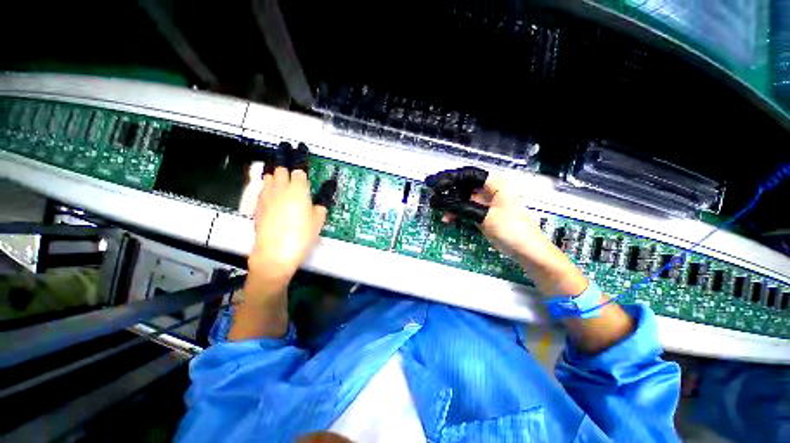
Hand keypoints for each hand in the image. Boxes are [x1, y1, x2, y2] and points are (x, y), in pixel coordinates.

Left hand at [247, 142, 335, 300]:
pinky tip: (271, 189)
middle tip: (285, 149)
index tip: (300, 146)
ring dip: (275, 169)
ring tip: (279, 168)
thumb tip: (328, 188)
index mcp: (298, 189)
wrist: (274, 253)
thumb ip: (322, 201)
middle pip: (280, 167)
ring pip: (269, 176)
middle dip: (283, 156)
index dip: (300, 155)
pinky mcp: (258, 205)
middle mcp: (280, 188)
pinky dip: (268, 184)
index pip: (299, 167)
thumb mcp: (318, 219)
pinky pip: (263, 189)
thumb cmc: (301, 235)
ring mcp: (266, 196)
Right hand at [425, 167, 550, 264]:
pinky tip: (447, 219)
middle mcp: (491, 190)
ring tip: (437, 209)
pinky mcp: (484, 214)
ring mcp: (487, 203)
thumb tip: (440, 202)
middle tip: (432, 194)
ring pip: (464, 198)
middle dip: (449, 191)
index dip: (452, 177)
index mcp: (496, 184)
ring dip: (451, 204)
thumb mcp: (485, 217)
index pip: (470, 175)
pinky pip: (466, 209)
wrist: (527, 251)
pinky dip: (457, 213)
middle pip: (466, 186)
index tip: (436, 184)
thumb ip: (463, 207)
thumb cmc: (511, 229)